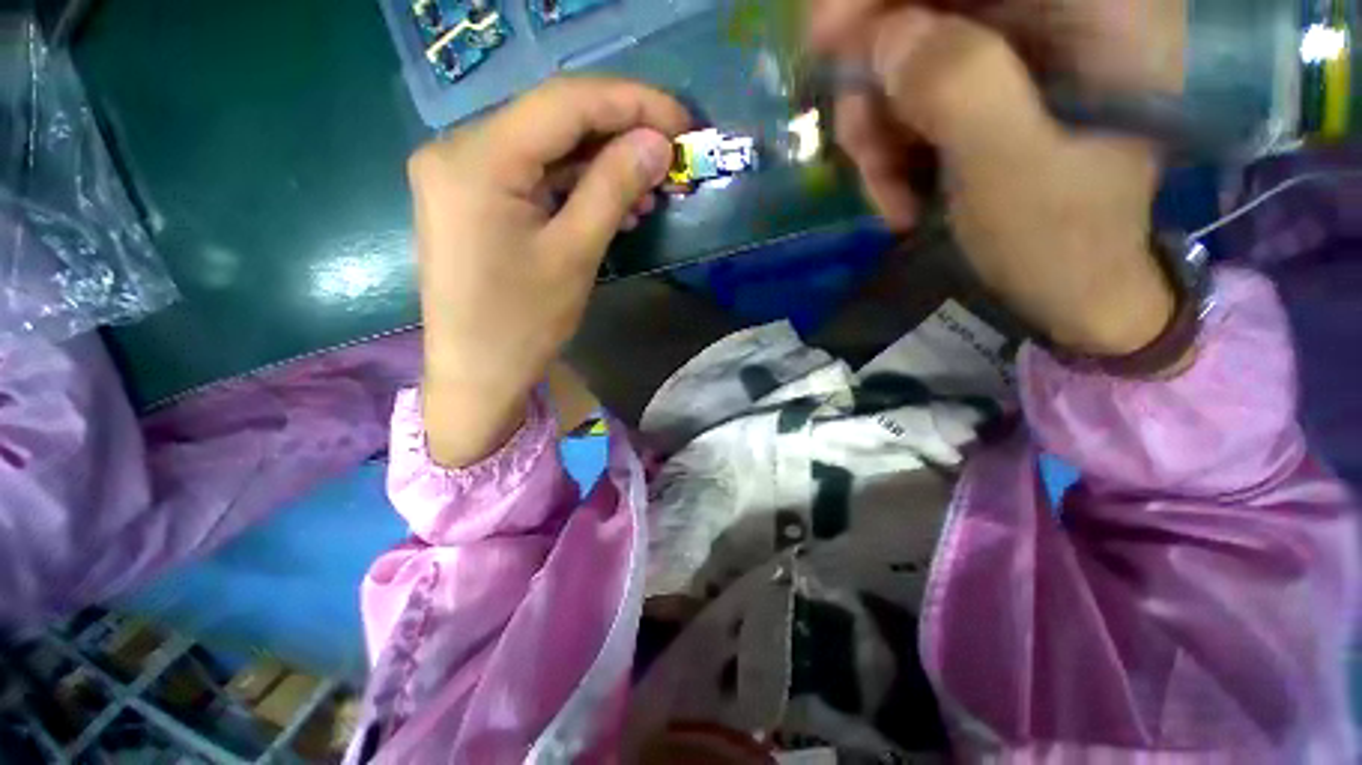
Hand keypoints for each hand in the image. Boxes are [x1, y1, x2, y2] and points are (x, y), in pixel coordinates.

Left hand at [409, 78, 688, 466]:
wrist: (476, 374)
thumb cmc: (523, 323)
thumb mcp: (575, 254)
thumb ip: (614, 187)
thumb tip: (657, 143)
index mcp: (477, 158)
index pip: (565, 102)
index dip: (632, 103)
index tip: (681, 121)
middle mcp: (458, 149)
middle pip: (554, 120)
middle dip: (619, 134)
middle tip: (669, 157)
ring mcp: (461, 174)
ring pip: (547, 149)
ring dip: (601, 165)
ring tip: (648, 191)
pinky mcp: (472, 198)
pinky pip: (533, 176)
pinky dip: (576, 185)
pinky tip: (612, 204)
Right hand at [809, 3, 1180, 356]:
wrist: (1063, 288)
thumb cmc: (1057, 239)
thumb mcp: (1012, 170)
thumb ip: (962, 89)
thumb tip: (889, 37)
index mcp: (1100, 6)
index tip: (828, 32)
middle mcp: (1057, 10)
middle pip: (929, 2)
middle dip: (875, 72)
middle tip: (855, 138)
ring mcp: (1015, 50)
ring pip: (907, 52)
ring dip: (877, 123)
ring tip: (884, 187)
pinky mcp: (983, 89)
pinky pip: (908, 95)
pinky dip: (887, 143)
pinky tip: (894, 190)